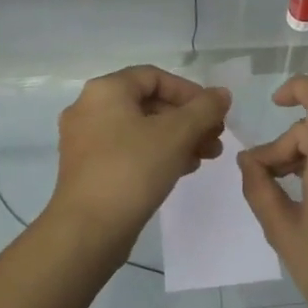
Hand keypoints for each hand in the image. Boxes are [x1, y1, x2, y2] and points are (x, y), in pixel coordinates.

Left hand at [47, 66, 230, 252]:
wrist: (89, 230)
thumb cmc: (133, 170)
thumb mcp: (177, 134)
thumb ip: (204, 109)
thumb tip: (222, 94)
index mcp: (105, 91)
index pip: (154, 76)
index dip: (189, 91)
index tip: (214, 113)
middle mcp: (89, 109)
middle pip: (148, 103)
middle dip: (188, 119)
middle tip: (215, 137)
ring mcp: (85, 141)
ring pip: (140, 129)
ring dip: (177, 138)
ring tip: (206, 157)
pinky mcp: (89, 169)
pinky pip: (129, 150)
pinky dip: (157, 154)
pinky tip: (183, 169)